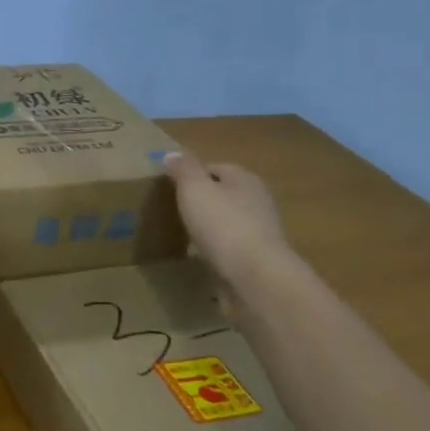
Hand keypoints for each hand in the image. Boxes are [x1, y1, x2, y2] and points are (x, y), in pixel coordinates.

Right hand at [164, 154, 295, 288]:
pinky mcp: (257, 258)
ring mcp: (260, 231)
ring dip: (210, 226)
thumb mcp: (195, 188)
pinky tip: (201, 256)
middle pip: (224, 194)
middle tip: (174, 210)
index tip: (169, 187)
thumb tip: (172, 155)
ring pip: (228, 221)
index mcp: (244, 179)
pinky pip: (231, 247)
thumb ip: (183, 169)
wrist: (255, 276)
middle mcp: (257, 200)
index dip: (191, 175)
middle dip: (202, 201)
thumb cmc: (223, 224)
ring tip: (184, 234)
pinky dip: (217, 249)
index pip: (214, 168)